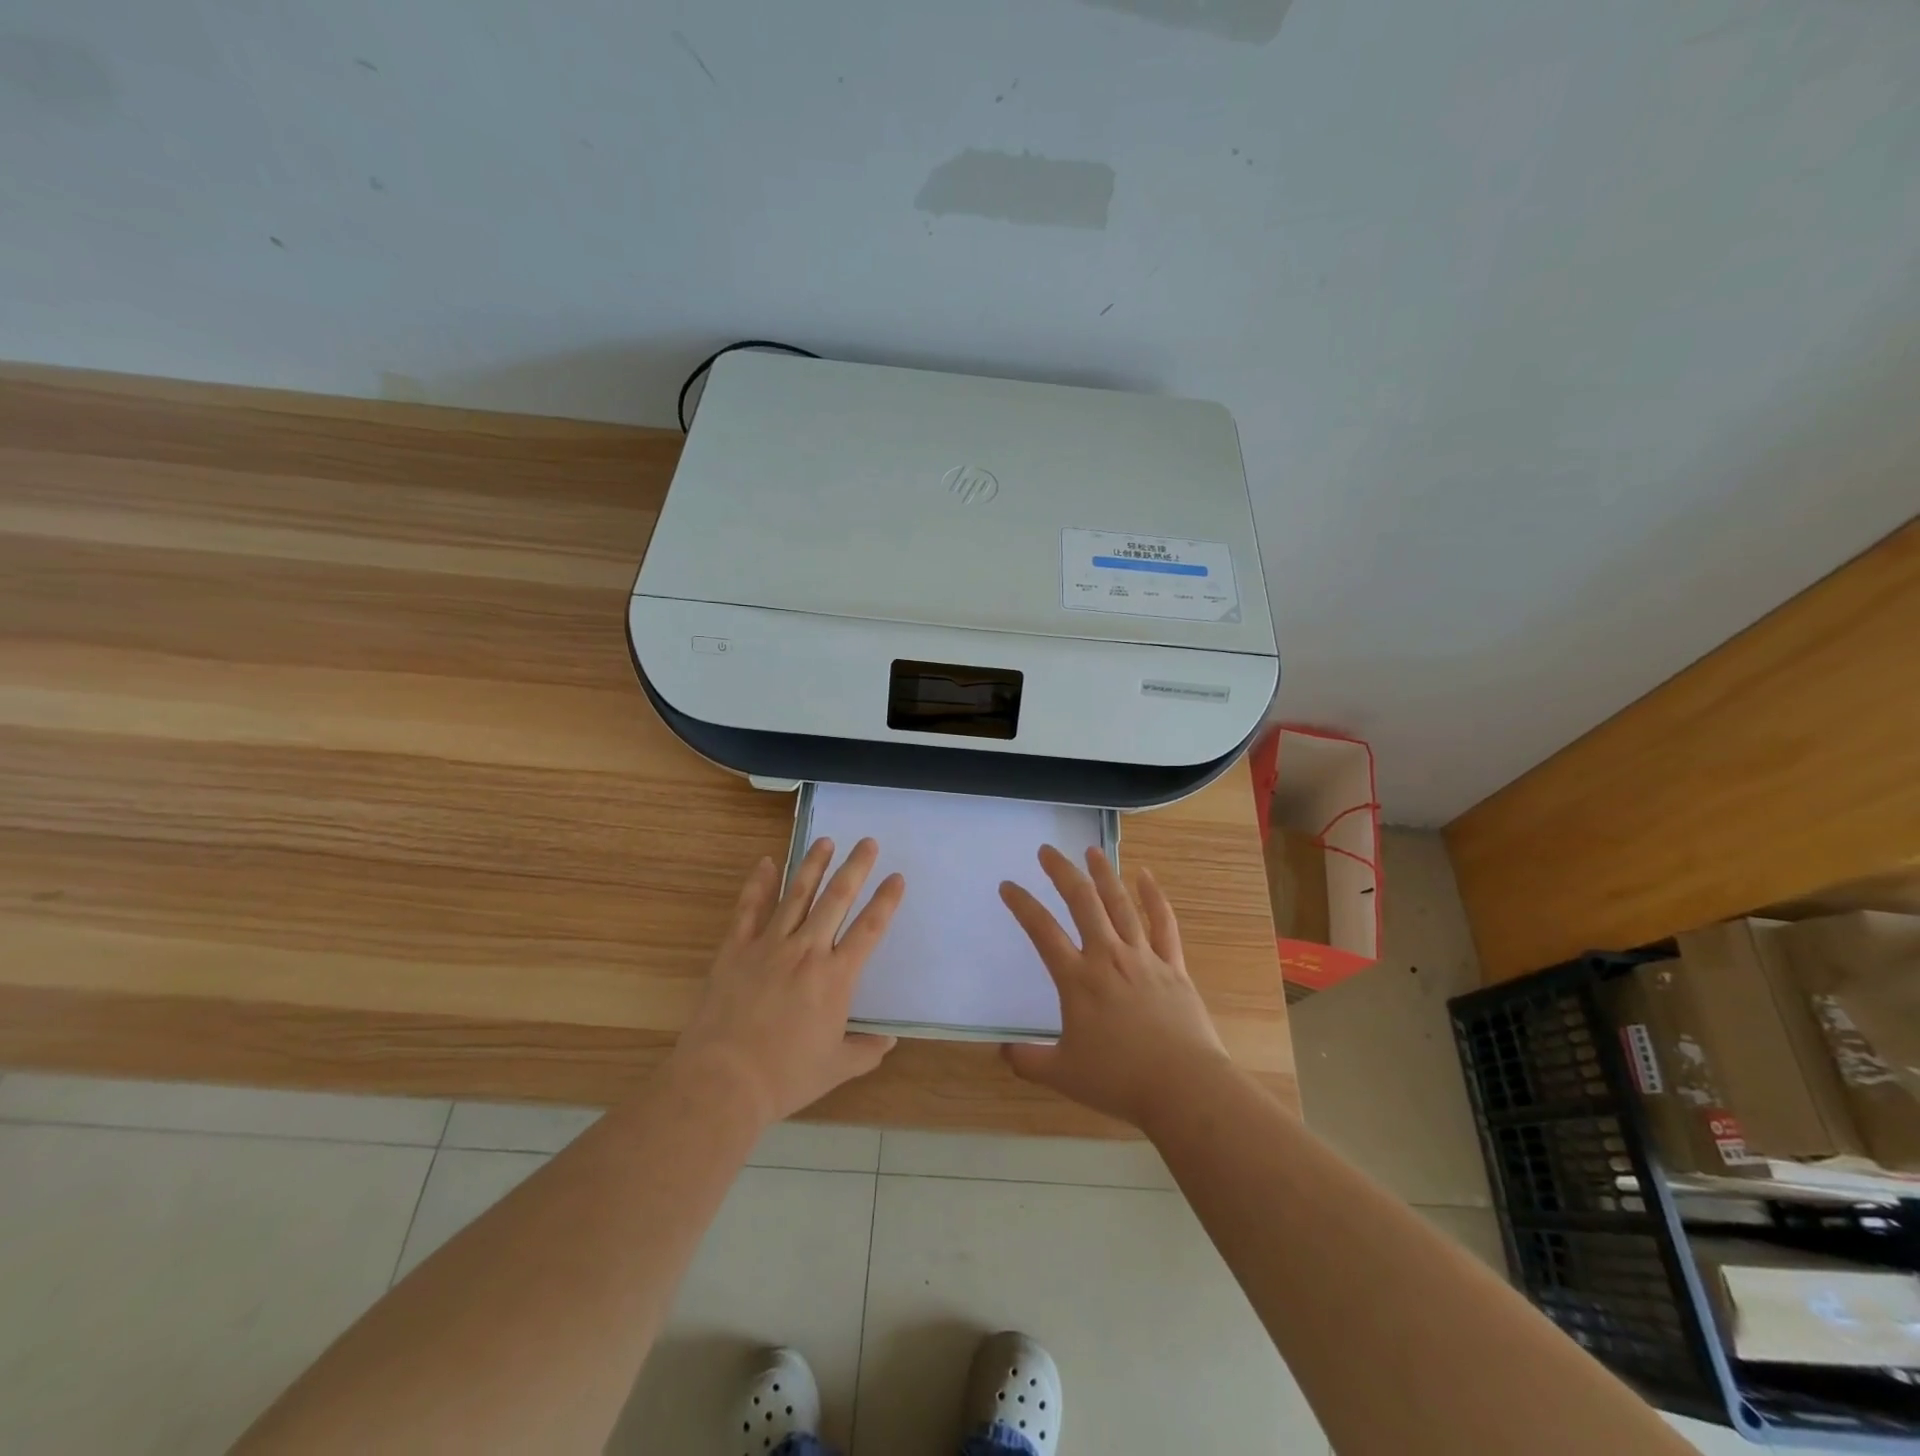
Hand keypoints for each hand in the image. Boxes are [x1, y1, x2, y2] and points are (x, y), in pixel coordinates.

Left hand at [673, 837, 904, 1125]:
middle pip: (836, 899)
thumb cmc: (785, 1076)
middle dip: (855, 867)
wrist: (724, 1081)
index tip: (897, 878)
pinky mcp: (736, 950)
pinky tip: (765, 862)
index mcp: (836, 977)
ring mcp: (769, 946)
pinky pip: (749, 909)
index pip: (869, 929)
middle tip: (867, 842)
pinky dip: (758, 883)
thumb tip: (888, 1042)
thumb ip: (865, 1051)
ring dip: (812, 865)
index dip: (886, 901)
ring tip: (825, 840)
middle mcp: (807, 951)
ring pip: (796, 894)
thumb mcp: (835, 1068)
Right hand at [999, 845, 1230, 1128]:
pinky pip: (1162, 923)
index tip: (1008, 886)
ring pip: (1120, 904)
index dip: (1022, 905)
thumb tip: (1002, 1052)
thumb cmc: (1120, 1080)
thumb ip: (1029, 1061)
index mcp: (1078, 980)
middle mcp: (1108, 957)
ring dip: (1104, 874)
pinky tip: (1145, 876)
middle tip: (1047, 850)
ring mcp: (1143, 957)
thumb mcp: (1063, 1074)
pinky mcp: (1173, 966)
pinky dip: (1153, 897)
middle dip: (1062, 872)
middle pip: (1082, 902)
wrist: (1184, 1088)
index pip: (1042, 931)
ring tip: (1091, 850)